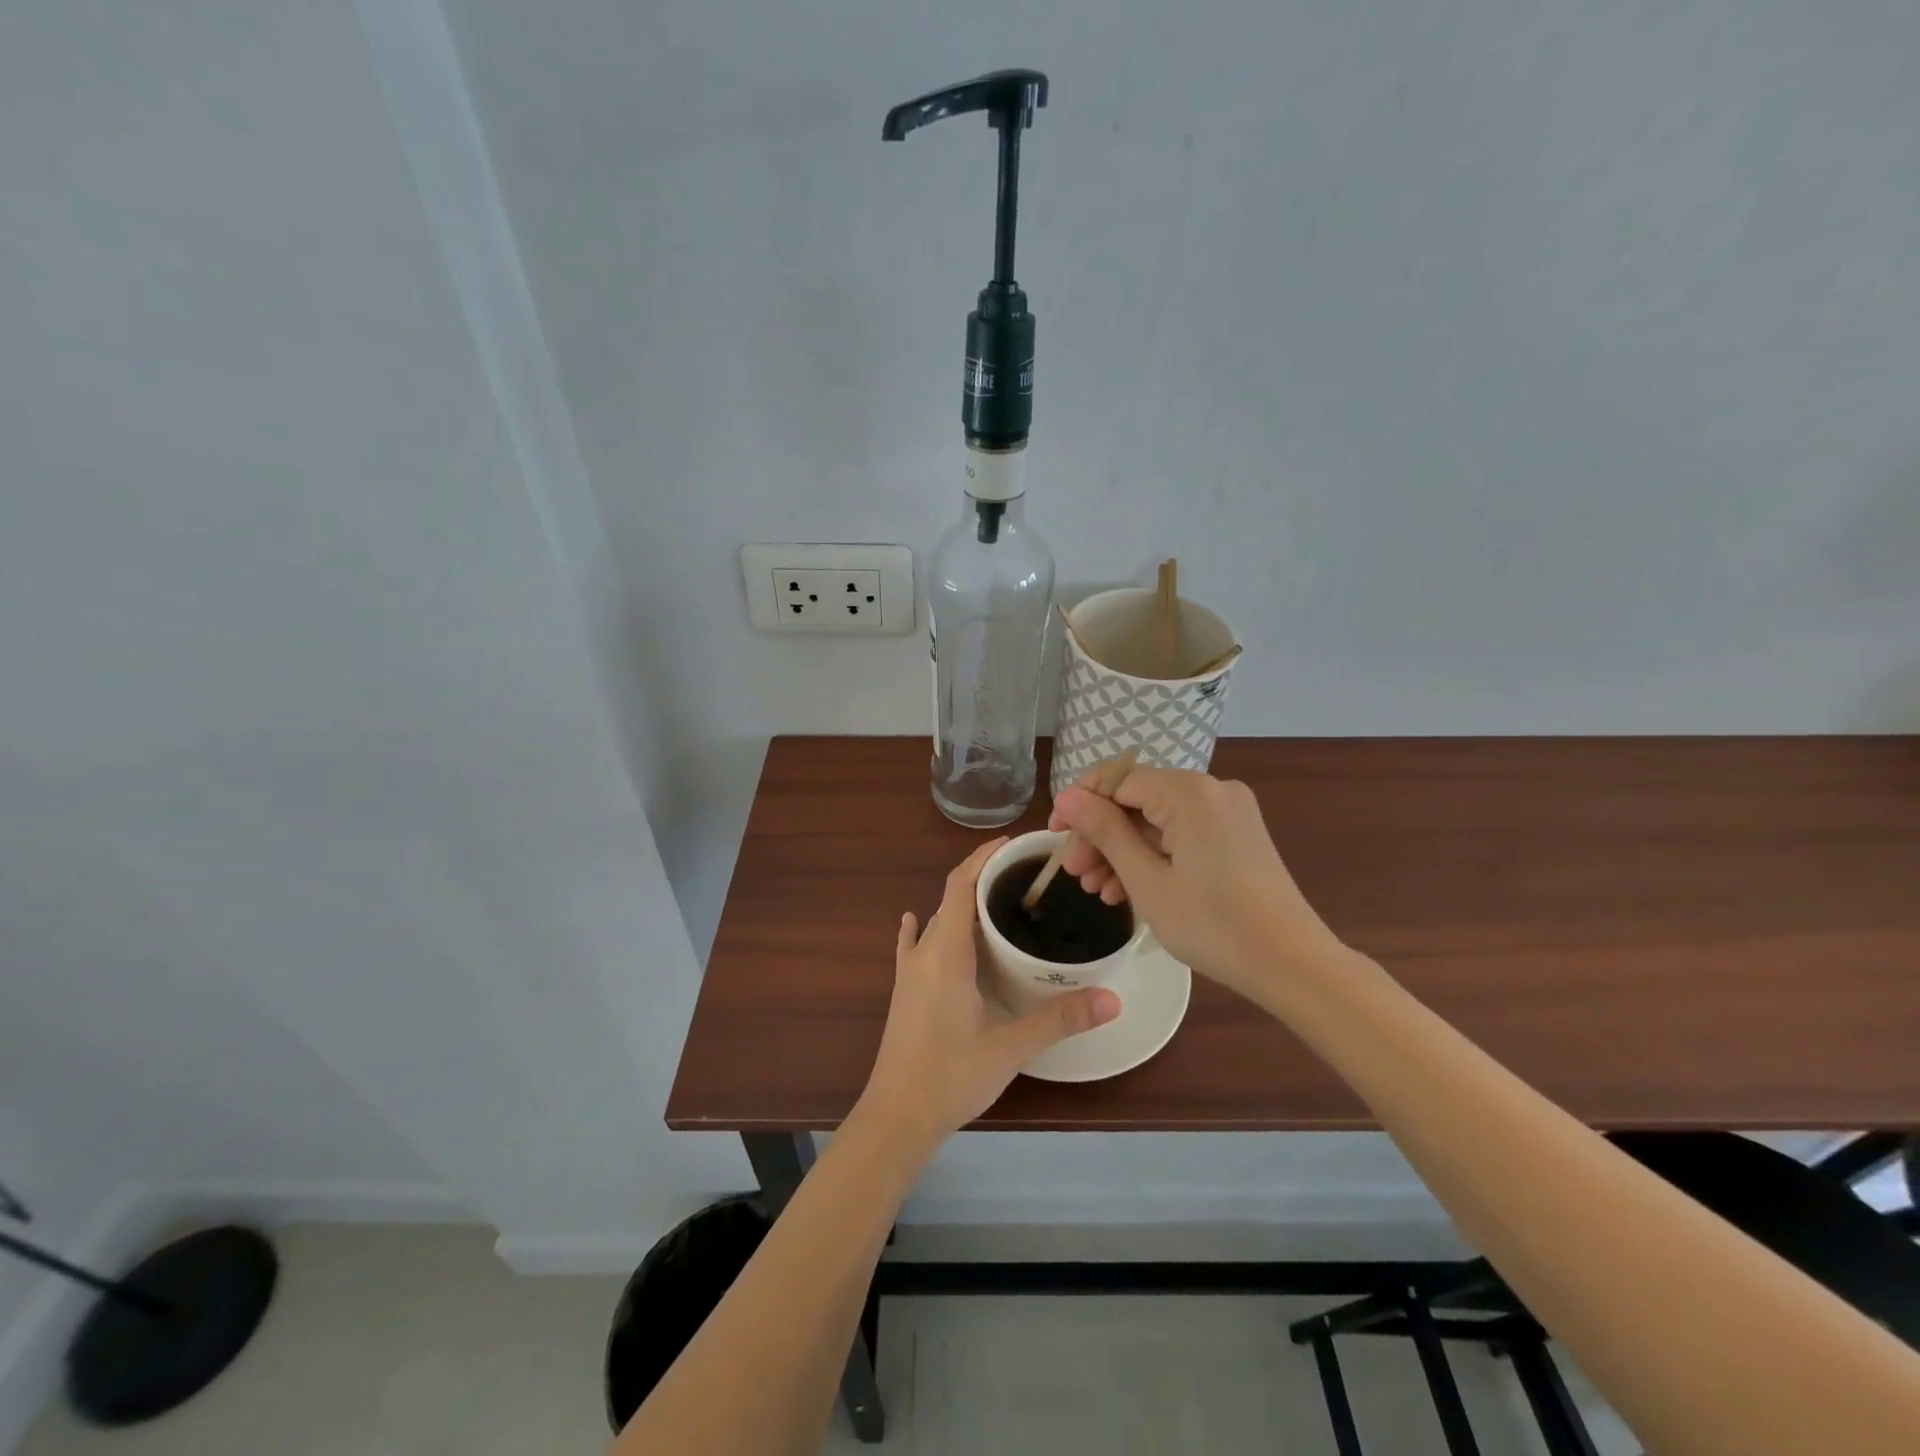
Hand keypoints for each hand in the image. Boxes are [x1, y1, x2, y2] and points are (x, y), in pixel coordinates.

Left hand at [854, 838, 1120, 1158]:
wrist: (897, 1116)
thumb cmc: (951, 1075)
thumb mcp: (1011, 1046)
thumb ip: (1060, 1020)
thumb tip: (1113, 999)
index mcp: (946, 952)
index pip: (960, 885)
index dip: (982, 858)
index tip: (1012, 844)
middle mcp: (924, 952)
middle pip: (950, 898)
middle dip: (981, 879)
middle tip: (1023, 876)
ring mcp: (908, 972)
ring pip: (935, 921)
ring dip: (960, 904)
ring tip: (996, 900)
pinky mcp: (903, 991)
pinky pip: (913, 946)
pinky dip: (922, 927)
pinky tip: (918, 922)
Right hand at [1048, 766, 1346, 1003]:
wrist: (1292, 964)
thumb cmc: (1213, 925)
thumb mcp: (1147, 881)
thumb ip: (1105, 832)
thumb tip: (1067, 797)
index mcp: (1189, 792)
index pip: (1117, 778)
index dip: (1080, 803)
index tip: (1055, 835)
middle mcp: (1211, 789)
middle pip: (1137, 799)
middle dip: (1101, 834)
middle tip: (1074, 873)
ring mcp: (1228, 811)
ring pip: (1157, 818)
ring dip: (1122, 849)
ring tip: (1097, 890)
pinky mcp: (1236, 833)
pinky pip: (1181, 832)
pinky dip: (1153, 854)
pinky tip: (1128, 889)